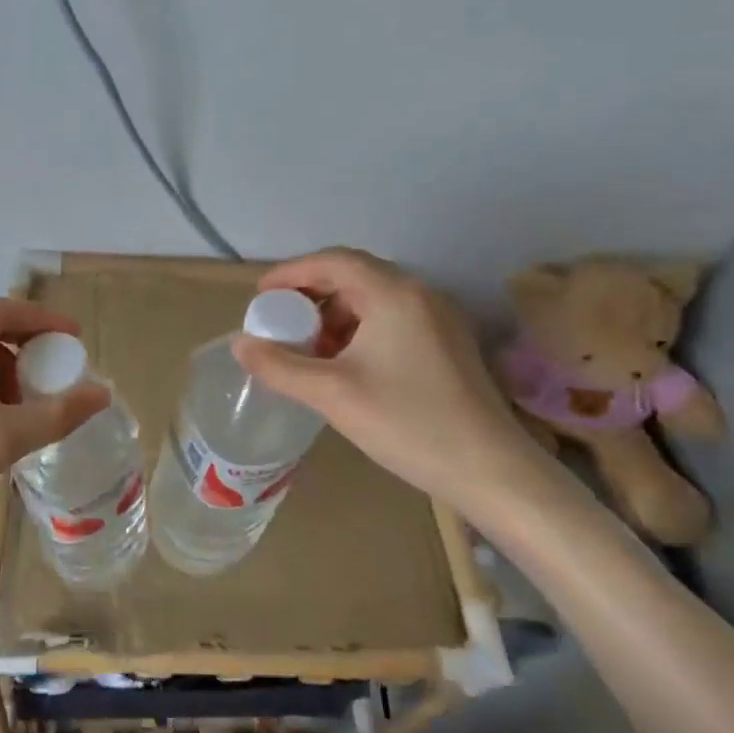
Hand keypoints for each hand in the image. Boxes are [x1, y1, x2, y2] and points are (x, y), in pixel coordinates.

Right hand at [233, 249, 554, 520]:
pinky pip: (393, 319)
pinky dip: (360, 330)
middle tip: (281, 322)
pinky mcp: (449, 344)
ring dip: (335, 315)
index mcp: (393, 294)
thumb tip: (240, 344)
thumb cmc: (408, 423)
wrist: (492, 471)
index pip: (332, 261)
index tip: (260, 295)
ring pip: (374, 299)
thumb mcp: (332, 394)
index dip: (291, 273)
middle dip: (311, 295)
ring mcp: (439, 319)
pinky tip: (347, 365)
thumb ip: (280, 365)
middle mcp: (419, 294)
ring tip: (310, 349)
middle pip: (354, 276)